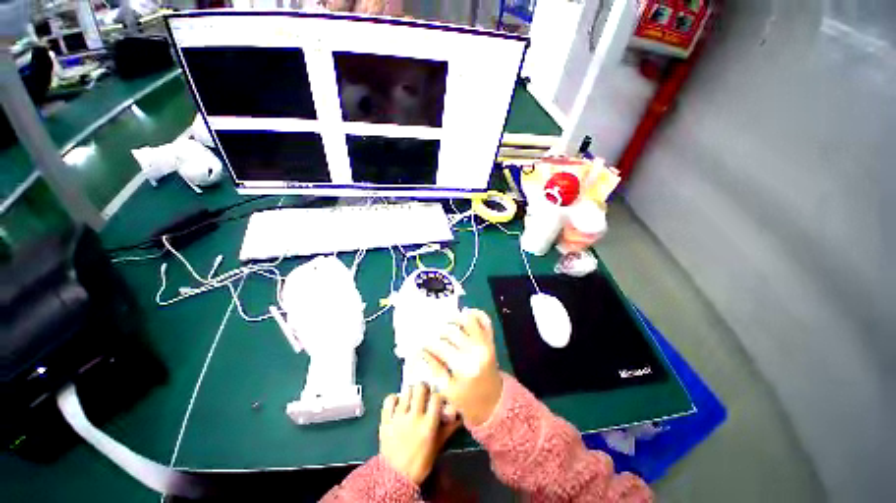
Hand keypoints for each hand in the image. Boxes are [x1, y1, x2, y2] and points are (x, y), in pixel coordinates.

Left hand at [379, 384, 460, 484]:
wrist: (396, 478)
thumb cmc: (421, 462)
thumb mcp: (438, 446)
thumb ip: (448, 428)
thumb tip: (460, 415)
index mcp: (428, 425)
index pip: (436, 397)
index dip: (437, 396)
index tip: (436, 399)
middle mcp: (414, 417)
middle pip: (420, 388)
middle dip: (424, 388)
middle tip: (424, 393)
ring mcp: (398, 418)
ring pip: (406, 391)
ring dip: (410, 393)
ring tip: (412, 398)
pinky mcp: (385, 420)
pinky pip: (389, 400)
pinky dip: (394, 398)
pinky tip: (398, 403)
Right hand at [421, 309, 503, 426]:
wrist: (495, 403)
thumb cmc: (469, 401)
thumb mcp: (448, 390)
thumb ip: (435, 369)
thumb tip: (422, 351)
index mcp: (464, 366)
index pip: (440, 347)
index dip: (427, 346)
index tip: (420, 346)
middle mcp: (476, 350)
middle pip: (452, 332)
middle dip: (439, 333)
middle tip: (432, 337)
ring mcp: (485, 343)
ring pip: (468, 320)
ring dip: (454, 319)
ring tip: (445, 323)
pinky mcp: (491, 340)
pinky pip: (485, 320)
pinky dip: (476, 313)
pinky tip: (465, 313)